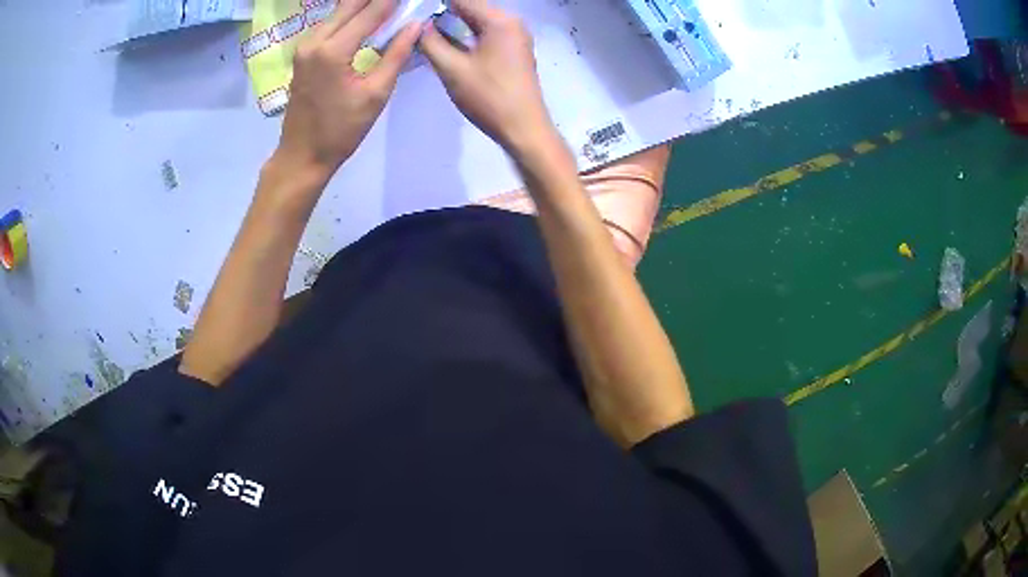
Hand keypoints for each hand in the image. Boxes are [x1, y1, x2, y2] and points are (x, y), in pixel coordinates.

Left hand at [276, 0, 420, 180]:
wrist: (302, 155)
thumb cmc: (341, 131)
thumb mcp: (376, 94)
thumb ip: (396, 55)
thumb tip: (415, 25)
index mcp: (333, 51)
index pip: (370, 11)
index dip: (392, 1)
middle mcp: (314, 41)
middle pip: (349, 4)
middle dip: (375, 0)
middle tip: (399, 1)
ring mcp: (304, 47)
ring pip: (337, 12)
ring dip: (362, 5)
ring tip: (387, 7)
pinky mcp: (302, 54)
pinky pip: (329, 24)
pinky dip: (349, 17)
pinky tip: (365, 19)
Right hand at [419, 0, 555, 153]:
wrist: (523, 129)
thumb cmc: (489, 98)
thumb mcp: (452, 69)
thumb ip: (431, 42)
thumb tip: (419, 26)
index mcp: (499, 21)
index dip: (436, 4)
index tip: (415, 10)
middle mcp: (511, 22)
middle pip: (471, 7)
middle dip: (443, 12)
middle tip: (417, 23)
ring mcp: (515, 37)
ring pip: (477, 21)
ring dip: (453, 23)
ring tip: (426, 31)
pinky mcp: (513, 51)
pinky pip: (485, 33)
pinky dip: (466, 35)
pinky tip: (446, 43)